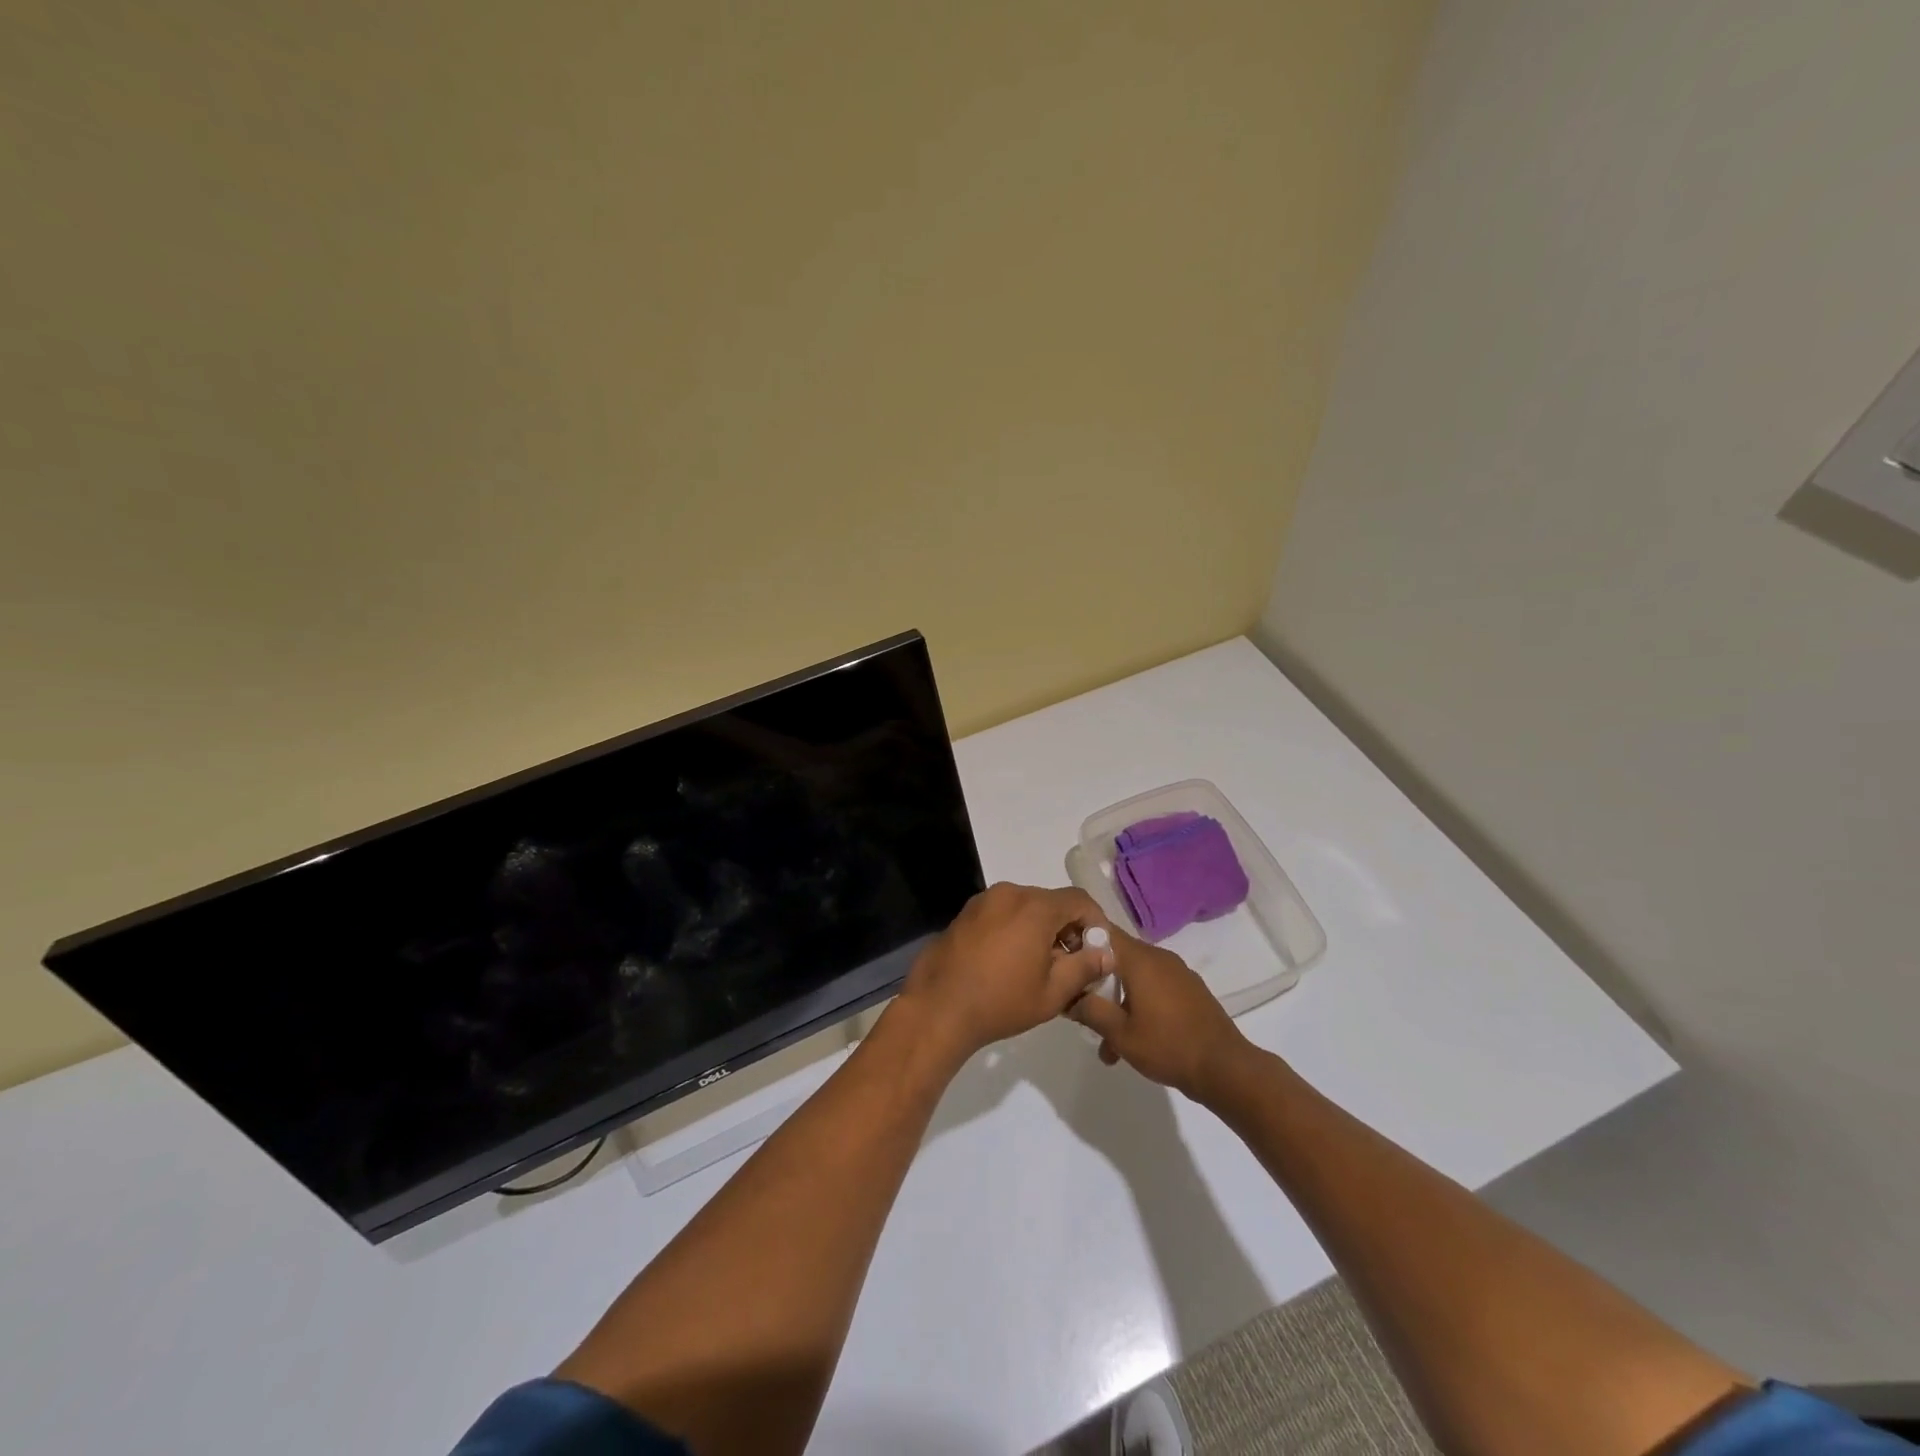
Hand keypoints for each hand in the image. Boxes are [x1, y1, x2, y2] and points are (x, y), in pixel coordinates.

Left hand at [897, 883, 1113, 1063]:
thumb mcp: (1052, 993)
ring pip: (1026, 907)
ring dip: (1040, 929)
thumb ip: (1084, 968)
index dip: (1096, 923)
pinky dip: (1015, 929)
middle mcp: (1010, 893)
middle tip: (1071, 964)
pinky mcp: (965, 913)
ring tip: (1040, 967)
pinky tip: (1010, 962)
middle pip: (1052, 902)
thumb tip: (1106, 954)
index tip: (1097, 952)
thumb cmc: (1000, 1002)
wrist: (938, 1008)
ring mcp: (983, 901)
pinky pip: (1002, 913)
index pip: (1080, 901)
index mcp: (1035, 907)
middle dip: (1067, 929)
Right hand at [1068, 927, 1254, 1102]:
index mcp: (1140, 960)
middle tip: (1080, 1008)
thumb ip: (1090, 1010)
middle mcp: (1159, 958)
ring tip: (1107, 1044)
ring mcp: (1177, 974)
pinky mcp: (1189, 991)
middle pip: (1117, 957)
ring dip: (1117, 1002)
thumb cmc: (1168, 1046)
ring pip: (1135, 978)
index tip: (1063, 962)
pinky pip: (1154, 989)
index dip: (1079, 942)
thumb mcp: (1120, 1034)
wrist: (1226, 1069)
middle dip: (1096, 982)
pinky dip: (1139, 1006)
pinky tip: (1134, 1042)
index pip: (1102, 932)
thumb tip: (1068, 996)